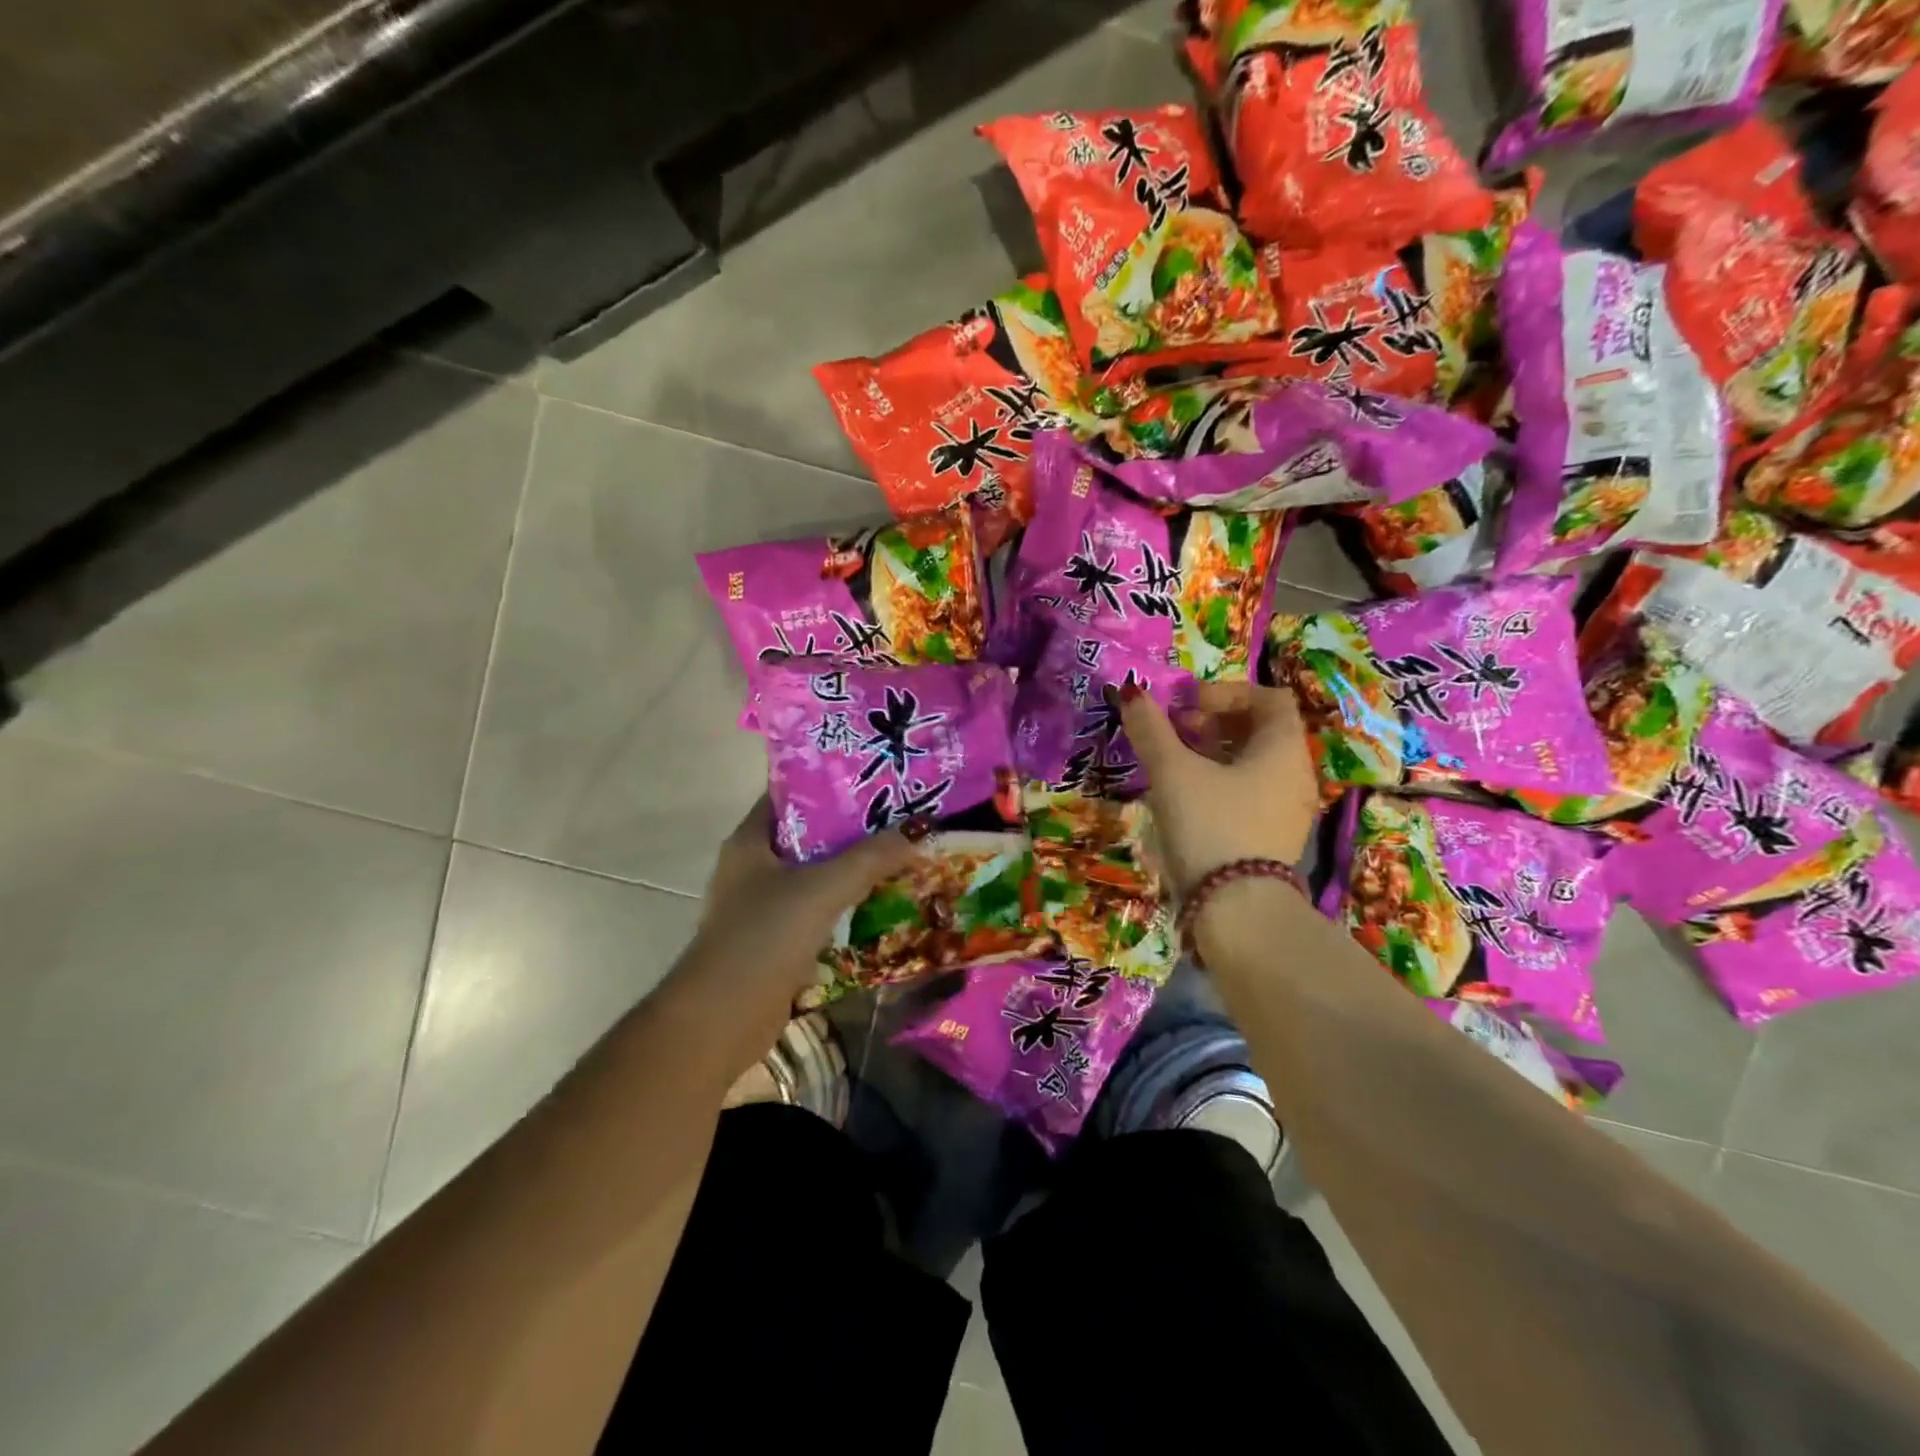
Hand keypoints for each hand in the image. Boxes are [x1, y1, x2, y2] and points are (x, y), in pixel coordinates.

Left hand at [672, 797, 918, 1053]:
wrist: (721, 1021)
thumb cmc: (763, 938)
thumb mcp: (822, 889)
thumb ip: (871, 858)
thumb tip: (919, 831)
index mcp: (751, 841)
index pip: (791, 795)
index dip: (830, 782)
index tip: (876, 777)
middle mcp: (754, 867)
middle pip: (811, 835)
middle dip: (854, 828)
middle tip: (902, 815)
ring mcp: (763, 906)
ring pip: (817, 875)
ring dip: (855, 869)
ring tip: (903, 853)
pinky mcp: (777, 940)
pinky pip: (819, 911)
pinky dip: (847, 905)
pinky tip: (884, 902)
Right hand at [1116, 680, 1319, 894]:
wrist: (1237, 911)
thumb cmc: (1210, 825)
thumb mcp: (1173, 772)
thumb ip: (1151, 729)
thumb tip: (1132, 692)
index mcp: (1283, 748)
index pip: (1269, 697)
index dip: (1227, 692)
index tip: (1188, 706)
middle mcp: (1296, 775)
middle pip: (1261, 730)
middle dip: (1216, 722)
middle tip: (1176, 733)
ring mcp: (1289, 810)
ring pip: (1254, 764)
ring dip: (1215, 754)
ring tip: (1176, 765)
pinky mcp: (1274, 839)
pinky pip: (1252, 794)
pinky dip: (1222, 783)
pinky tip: (1188, 801)